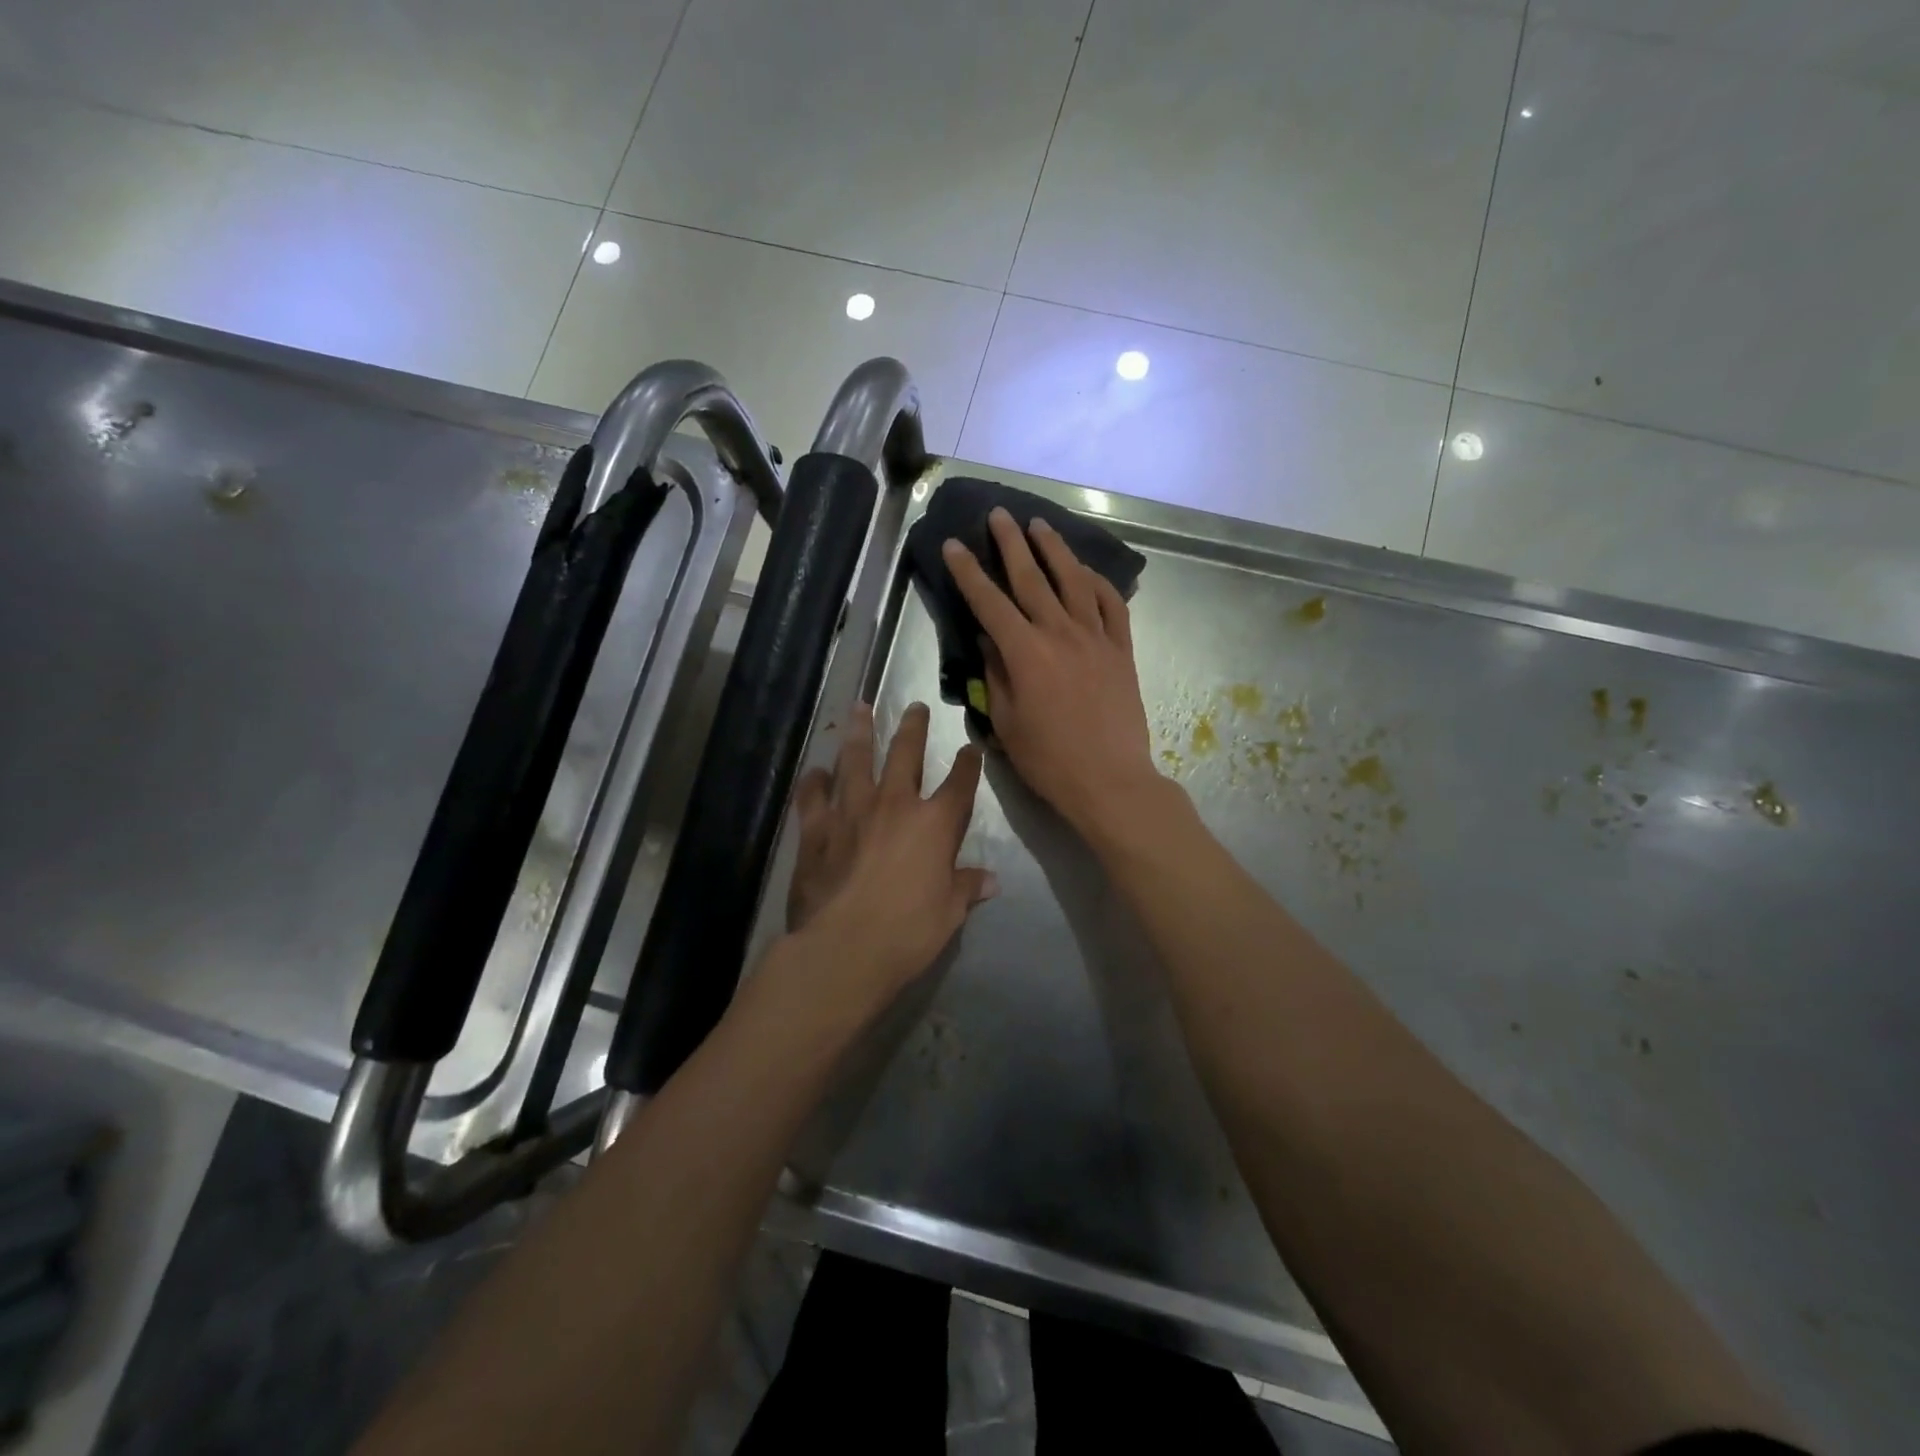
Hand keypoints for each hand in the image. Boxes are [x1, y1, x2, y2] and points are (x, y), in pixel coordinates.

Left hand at [782, 700, 994, 1002]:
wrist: (845, 947)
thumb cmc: (908, 931)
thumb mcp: (949, 913)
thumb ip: (966, 888)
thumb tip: (990, 880)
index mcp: (934, 824)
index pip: (959, 785)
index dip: (967, 765)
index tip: (970, 749)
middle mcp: (894, 805)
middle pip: (906, 754)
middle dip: (913, 728)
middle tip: (915, 706)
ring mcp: (851, 812)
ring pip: (856, 760)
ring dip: (859, 733)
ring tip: (859, 708)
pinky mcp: (817, 829)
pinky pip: (813, 797)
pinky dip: (814, 782)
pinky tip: (815, 771)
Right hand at [941, 509, 1162, 841]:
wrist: (1110, 780)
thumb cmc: (1049, 759)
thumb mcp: (1006, 723)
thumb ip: (995, 675)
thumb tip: (989, 640)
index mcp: (1025, 652)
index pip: (989, 602)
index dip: (968, 572)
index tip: (953, 545)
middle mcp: (1060, 633)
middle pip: (1031, 577)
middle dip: (1011, 543)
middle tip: (999, 515)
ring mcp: (1095, 637)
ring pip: (1073, 581)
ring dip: (1055, 549)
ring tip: (1040, 525)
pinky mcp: (1121, 649)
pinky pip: (1111, 605)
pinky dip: (1098, 583)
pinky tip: (1086, 572)